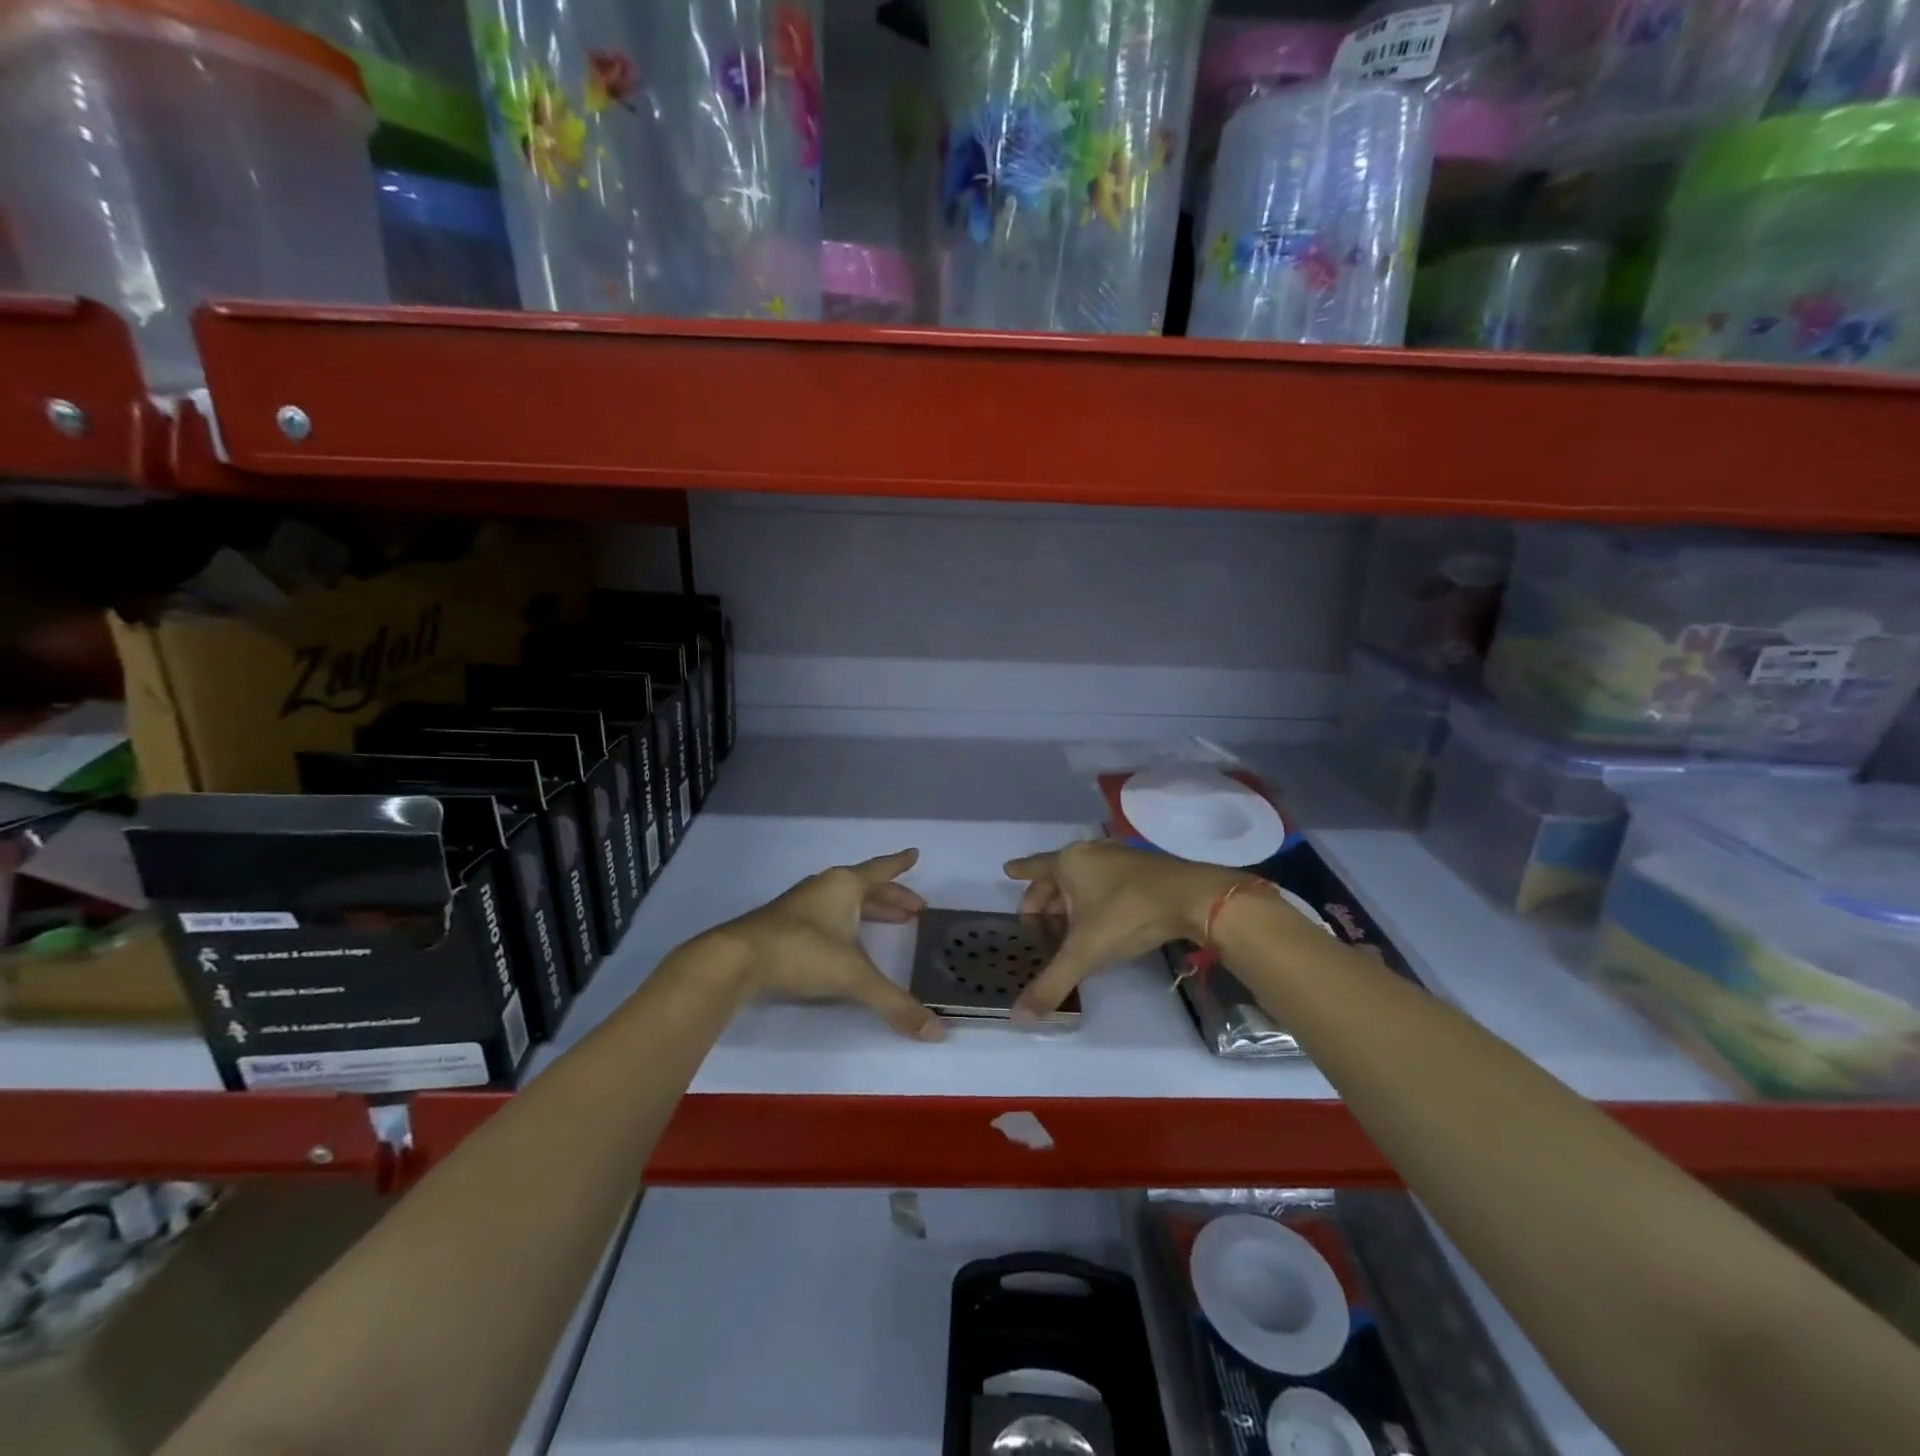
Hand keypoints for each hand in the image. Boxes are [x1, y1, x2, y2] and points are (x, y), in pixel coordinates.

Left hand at [711, 848, 945, 1040]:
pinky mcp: (783, 925)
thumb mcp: (854, 977)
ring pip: (844, 901)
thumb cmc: (802, 953)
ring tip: (887, 922)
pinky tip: (845, 940)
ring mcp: (801, 905)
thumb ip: (895, 1004)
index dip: (900, 864)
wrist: (736, 960)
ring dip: (868, 909)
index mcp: (845, 886)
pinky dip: (845, 922)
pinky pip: (826, 915)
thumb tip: (938, 1033)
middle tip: (915, 909)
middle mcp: (825, 888)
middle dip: (891, 897)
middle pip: (865, 887)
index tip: (915, 855)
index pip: (881, 870)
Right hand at [1003, 841, 1250, 1022]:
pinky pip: (1105, 880)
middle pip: (1056, 875)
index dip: (1019, 872)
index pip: (1034, 869)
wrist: (1193, 898)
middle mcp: (1089, 853)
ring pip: (1083, 878)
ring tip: (1065, 923)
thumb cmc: (1128, 915)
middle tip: (1035, 923)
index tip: (1007, 870)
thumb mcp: (1085, 952)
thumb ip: (1051, 983)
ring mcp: (1118, 857)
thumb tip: (1016, 1018)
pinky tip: (1101, 917)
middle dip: (1044, 899)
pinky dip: (1094, 897)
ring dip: (1070, 899)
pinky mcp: (1142, 867)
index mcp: (1068, 863)